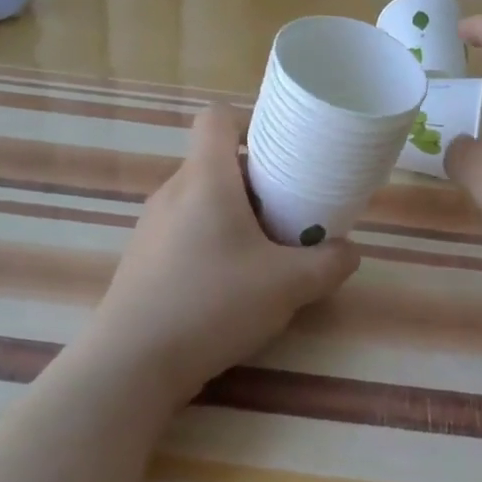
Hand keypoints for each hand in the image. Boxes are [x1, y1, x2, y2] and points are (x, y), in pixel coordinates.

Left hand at [88, 103, 359, 403]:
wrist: (132, 364)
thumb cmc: (213, 304)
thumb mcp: (288, 285)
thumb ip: (329, 264)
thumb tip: (349, 252)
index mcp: (205, 178)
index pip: (217, 117)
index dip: (250, 122)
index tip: (281, 153)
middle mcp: (172, 191)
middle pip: (216, 161)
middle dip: (256, 180)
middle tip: (288, 211)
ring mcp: (151, 226)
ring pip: (201, 198)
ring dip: (234, 214)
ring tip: (264, 251)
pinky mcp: (142, 258)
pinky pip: (184, 229)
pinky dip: (211, 240)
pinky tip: (228, 283)